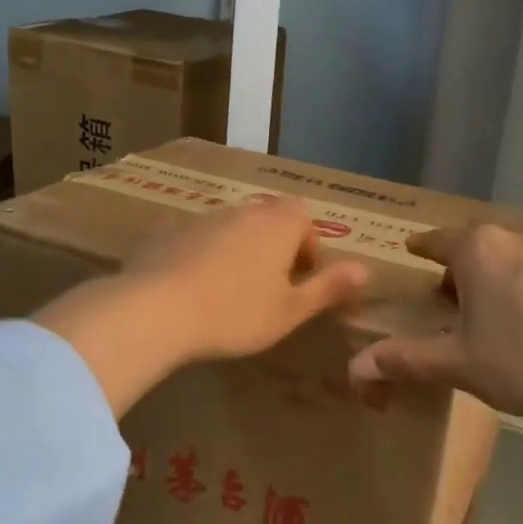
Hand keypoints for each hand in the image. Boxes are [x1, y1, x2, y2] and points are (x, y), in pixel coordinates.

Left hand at [35, 197, 366, 416]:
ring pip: (233, 229)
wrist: (156, 309)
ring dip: (239, 253)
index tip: (299, 282)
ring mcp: (202, 218)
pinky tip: (194, 293)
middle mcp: (243, 210)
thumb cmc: (236, 313)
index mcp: (278, 223)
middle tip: (268, 290)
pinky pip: (198, 241)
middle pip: (269, 220)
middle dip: (275, 249)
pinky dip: (204, 259)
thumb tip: (367, 270)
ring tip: (230, 294)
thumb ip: (329, 287)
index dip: (308, 249)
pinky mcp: (168, 232)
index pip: (305, 218)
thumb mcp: (291, 310)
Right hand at [352, 214, 522, 523]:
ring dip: (513, 261)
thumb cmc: (520, 365)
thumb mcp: (455, 364)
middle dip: (469, 258)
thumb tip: (354, 367)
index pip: (438, 240)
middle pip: (484, 238)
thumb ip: (402, 359)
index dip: (423, 248)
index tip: (416, 252)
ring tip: (510, 294)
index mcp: (480, 248)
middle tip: (462, 291)